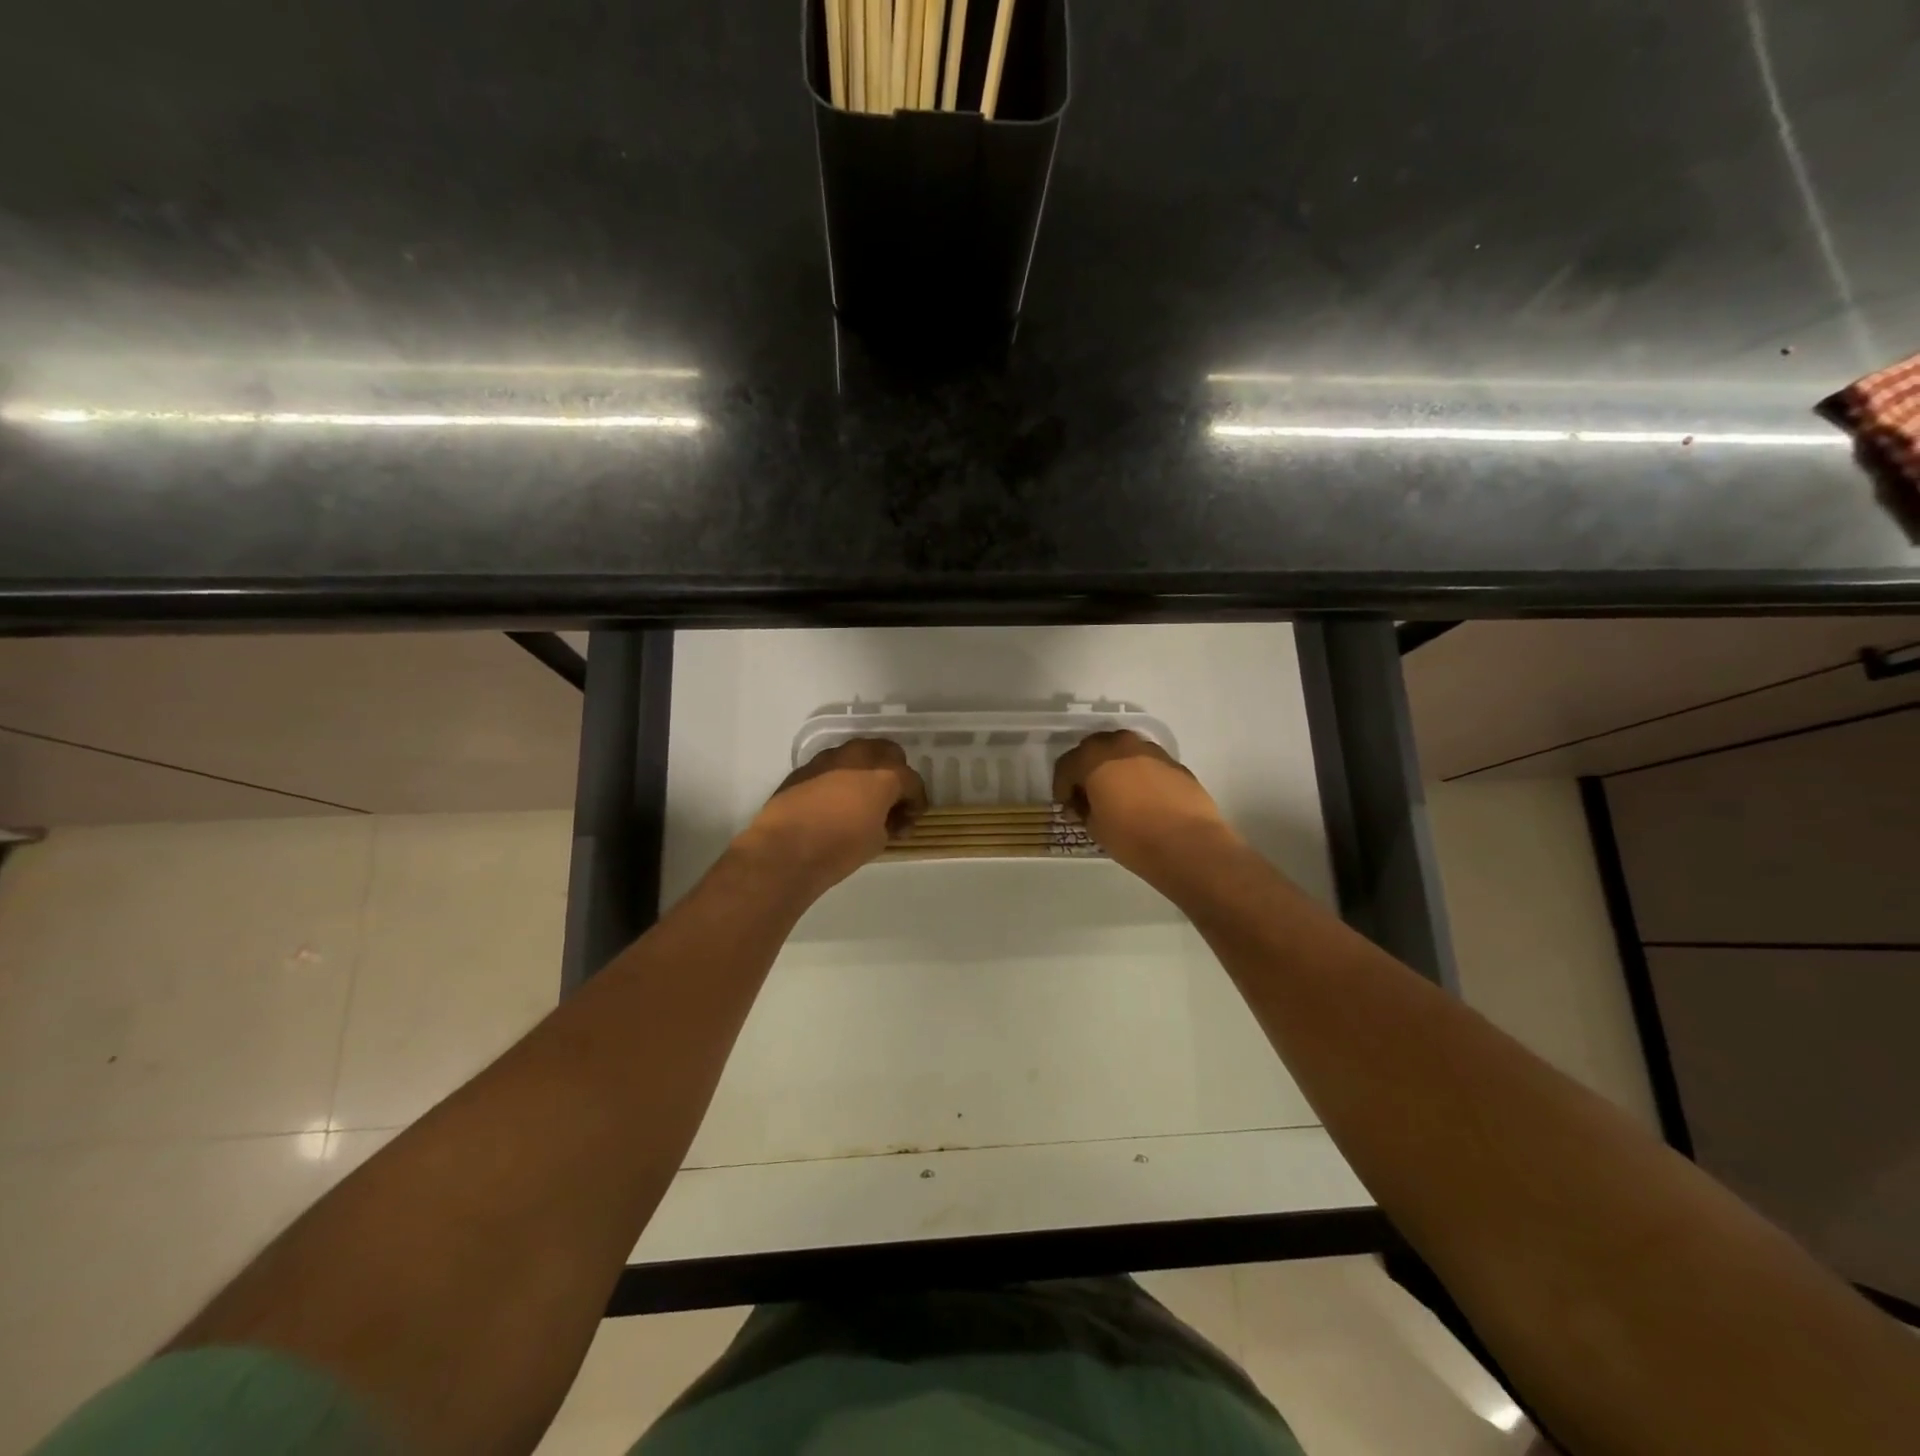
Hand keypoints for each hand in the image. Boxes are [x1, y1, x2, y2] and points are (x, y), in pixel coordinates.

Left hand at [738, 738, 927, 892]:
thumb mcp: (877, 841)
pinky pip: (832, 767)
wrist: (784, 850)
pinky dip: (840, 779)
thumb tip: (886, 819)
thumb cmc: (839, 848)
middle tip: (890, 801)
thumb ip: (888, 822)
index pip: (912, 781)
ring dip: (865, 772)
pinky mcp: (804, 768)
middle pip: (888, 753)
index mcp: (885, 774)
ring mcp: (828, 758)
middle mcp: (859, 757)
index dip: (916, 802)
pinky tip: (834, 803)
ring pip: (858, 755)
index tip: (910, 820)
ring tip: (861, 800)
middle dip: (894, 774)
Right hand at [1052, 730, 1235, 877]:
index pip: (1066, 765)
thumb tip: (1084, 805)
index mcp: (1094, 757)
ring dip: (1115, 768)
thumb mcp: (1095, 828)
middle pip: (1094, 749)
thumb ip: (1084, 809)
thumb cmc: (1132, 836)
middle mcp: (1121, 744)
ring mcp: (1151, 751)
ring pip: (1123, 752)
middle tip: (1089, 796)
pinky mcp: (1175, 763)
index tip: (1066, 808)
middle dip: (1087, 770)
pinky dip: (1139, 775)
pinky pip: (1147, 763)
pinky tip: (1143, 799)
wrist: (1188, 844)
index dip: (1061, 787)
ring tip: (1117, 795)